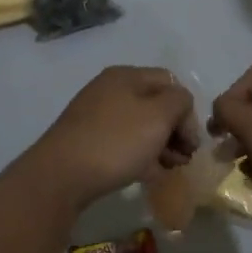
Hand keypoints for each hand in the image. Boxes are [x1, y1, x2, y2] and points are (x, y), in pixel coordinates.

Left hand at [27, 66, 198, 209]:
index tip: (191, 142)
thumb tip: (180, 106)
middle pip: (155, 105)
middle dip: (175, 131)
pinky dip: (140, 156)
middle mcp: (109, 90)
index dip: (187, 111)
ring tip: (169, 170)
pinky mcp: (87, 142)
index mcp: (126, 76)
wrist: (60, 176)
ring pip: (140, 127)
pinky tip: (148, 175)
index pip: (170, 83)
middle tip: (183, 159)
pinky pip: (123, 144)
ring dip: (160, 146)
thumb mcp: (159, 115)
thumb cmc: (116, 141)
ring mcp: (96, 117)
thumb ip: (179, 102)